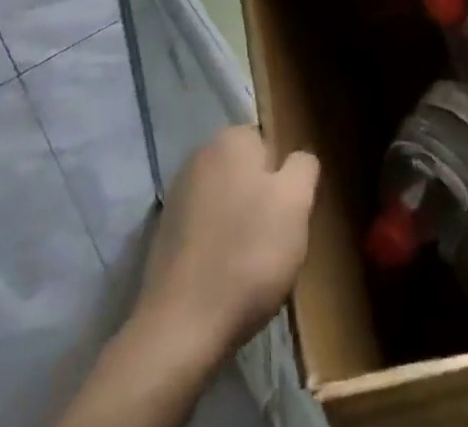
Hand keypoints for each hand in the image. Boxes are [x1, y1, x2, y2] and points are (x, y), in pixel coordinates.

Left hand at [137, 126, 319, 361]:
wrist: (181, 327)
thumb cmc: (248, 254)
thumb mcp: (296, 203)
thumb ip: (303, 167)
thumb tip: (298, 159)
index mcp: (230, 139)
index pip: (270, 144)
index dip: (284, 179)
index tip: (290, 213)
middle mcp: (199, 156)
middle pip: (247, 174)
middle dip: (262, 202)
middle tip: (276, 242)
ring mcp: (177, 196)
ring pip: (227, 203)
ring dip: (240, 227)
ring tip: (251, 267)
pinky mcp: (164, 235)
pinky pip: (205, 232)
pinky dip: (217, 248)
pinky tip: (224, 279)